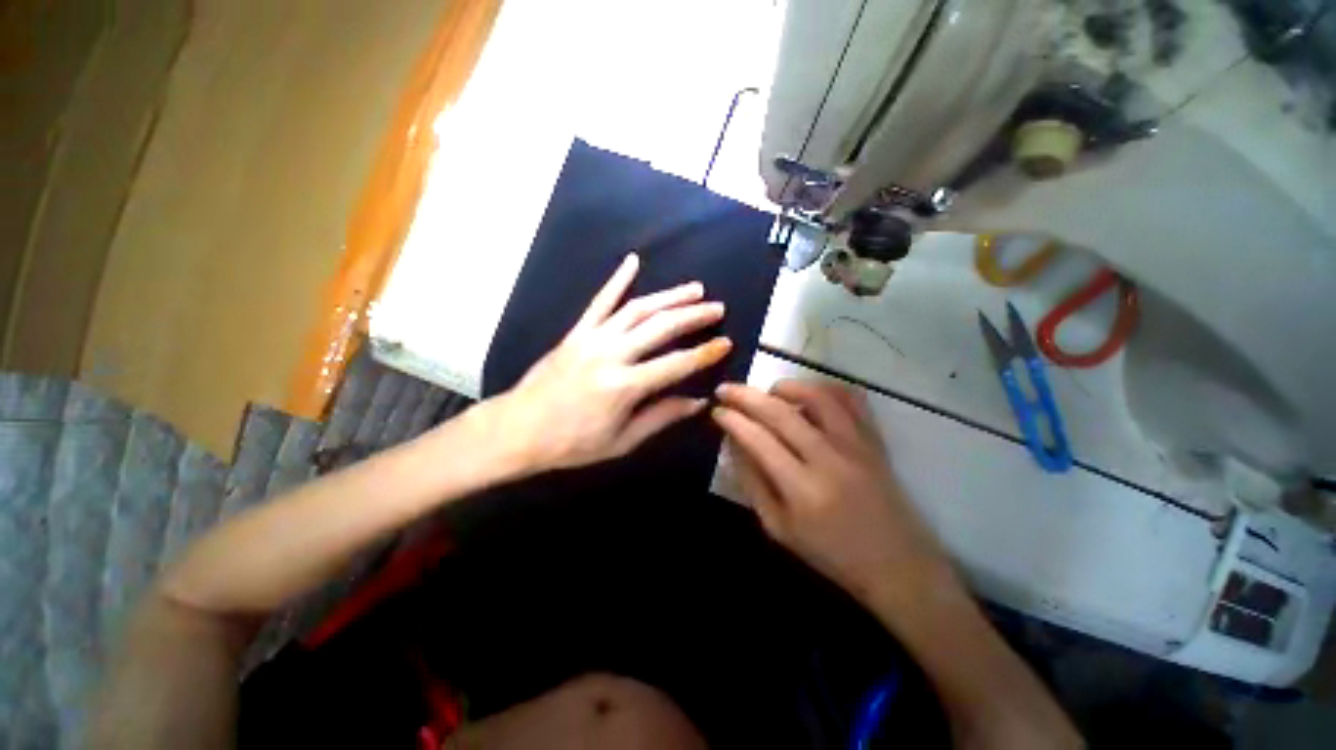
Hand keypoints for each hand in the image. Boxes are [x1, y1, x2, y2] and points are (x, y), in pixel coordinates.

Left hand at [488, 253, 731, 473]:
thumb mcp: (622, 441)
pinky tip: (633, 261)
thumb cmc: (572, 443)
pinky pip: (600, 301)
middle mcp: (611, 355)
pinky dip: (617, 280)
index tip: (726, 342)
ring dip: (668, 296)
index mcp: (624, 386)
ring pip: (637, 309)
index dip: (704, 353)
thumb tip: (697, 402)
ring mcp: (592, 339)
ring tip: (694, 289)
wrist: (518, 429)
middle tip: (717, 307)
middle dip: (693, 316)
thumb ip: (661, 417)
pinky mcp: (576, 332)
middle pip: (660, 327)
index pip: (676, 364)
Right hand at [712, 380, 953, 605]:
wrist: (897, 565)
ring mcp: (856, 445)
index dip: (733, 420)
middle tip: (725, 389)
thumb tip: (734, 443)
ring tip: (769, 392)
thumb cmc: (831, 553)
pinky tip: (810, 394)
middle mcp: (829, 459)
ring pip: (817, 397)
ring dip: (786, 387)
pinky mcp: (875, 440)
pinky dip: (827, 388)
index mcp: (802, 489)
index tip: (717, 410)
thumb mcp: (779, 528)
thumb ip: (753, 482)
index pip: (758, 439)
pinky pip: (852, 399)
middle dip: (746, 396)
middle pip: (780, 413)